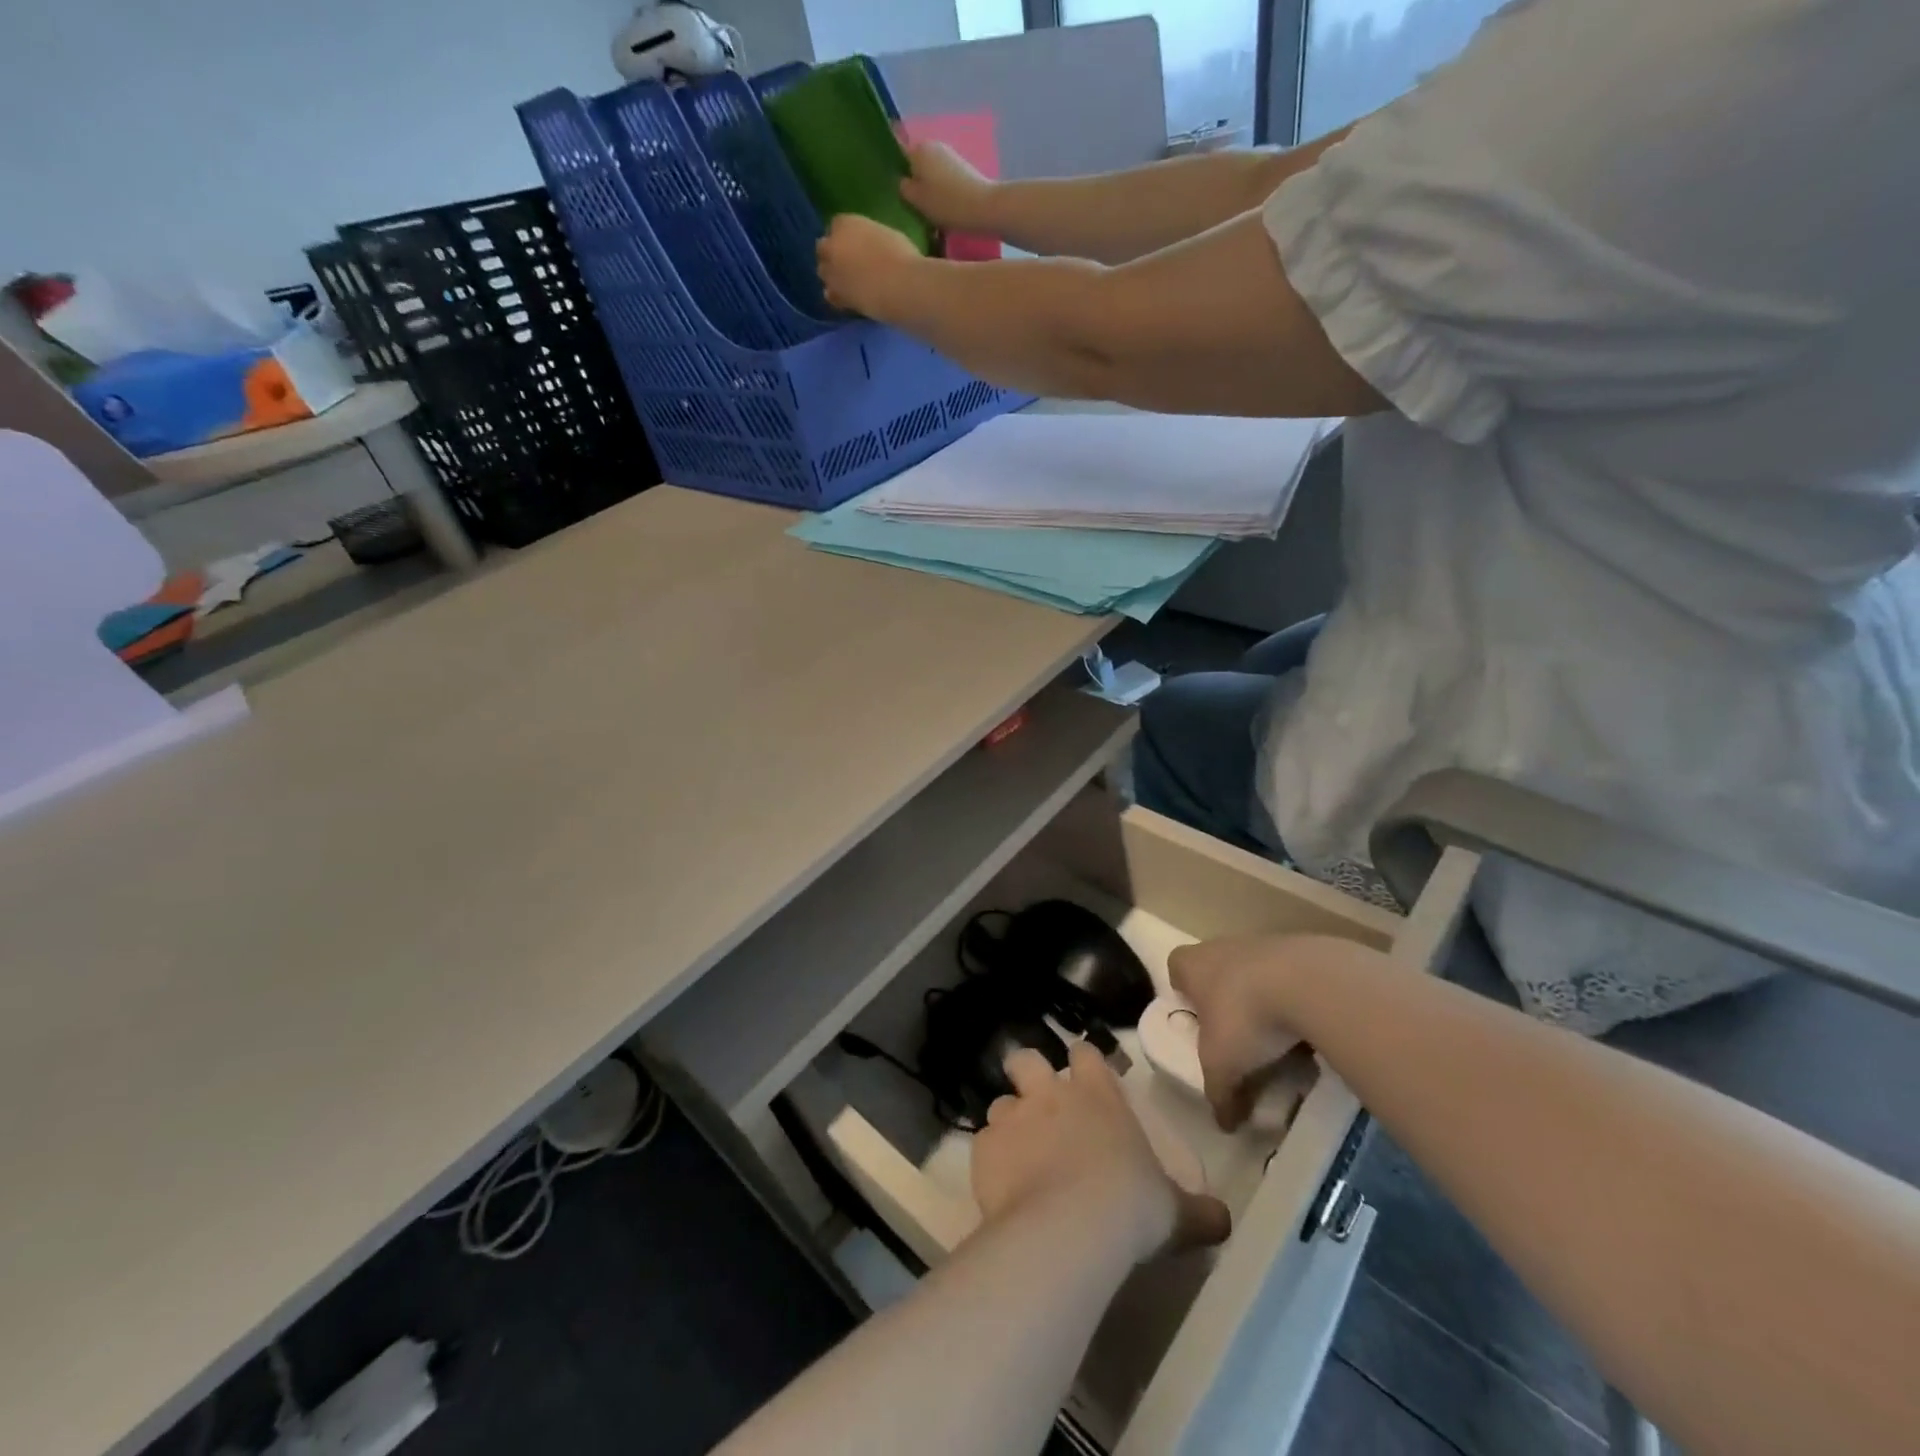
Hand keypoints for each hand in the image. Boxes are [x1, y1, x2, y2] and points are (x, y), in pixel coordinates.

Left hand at [816, 214, 921, 316]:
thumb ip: (869, 238)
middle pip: (823, 247)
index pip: (837, 225)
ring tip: (846, 281)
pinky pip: (831, 295)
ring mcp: (832, 272)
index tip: (855, 242)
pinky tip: (847, 298)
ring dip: (831, 274)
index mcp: (845, 223)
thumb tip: (868, 246)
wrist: (899, 288)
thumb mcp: (886, 234)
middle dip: (832, 252)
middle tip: (847, 262)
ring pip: (823, 272)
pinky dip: (837, 295)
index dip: (845, 235)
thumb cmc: (901, 255)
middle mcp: (832, 245)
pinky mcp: (836, 296)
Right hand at [900, 141, 997, 233]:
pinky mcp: (962, 166)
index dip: (895, 170)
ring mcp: (949, 154)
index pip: (898, 153)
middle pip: (916, 162)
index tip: (896, 189)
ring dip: (928, 185)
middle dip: (914, 178)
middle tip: (912, 204)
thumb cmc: (946, 204)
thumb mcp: (917, 200)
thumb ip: (904, 188)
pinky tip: (942, 204)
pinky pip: (943, 176)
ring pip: (930, 170)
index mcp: (918, 149)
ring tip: (928, 207)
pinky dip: (940, 187)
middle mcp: (933, 144)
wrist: (983, 206)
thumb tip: (902, 181)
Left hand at [972, 1042, 1231, 1261]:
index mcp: (1097, 1094)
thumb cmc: (1130, 1207)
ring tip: (1017, 1154)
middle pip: (1026, 1059)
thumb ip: (1197, 1210)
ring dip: (1008, 1122)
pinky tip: (1000, 1187)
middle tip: (1038, 1103)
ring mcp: (1013, 1117)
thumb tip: (1225, 1220)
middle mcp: (1050, 1094)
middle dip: (1028, 1074)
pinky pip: (982, 1144)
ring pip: (1000, 1103)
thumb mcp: (1175, 1211)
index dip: (1084, 1061)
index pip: (1086, 1053)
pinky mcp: (983, 1148)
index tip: (1086, 1076)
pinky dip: (990, 1160)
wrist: (1069, 1230)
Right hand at [1171, 936, 1330, 1130]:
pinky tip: (1308, 1029)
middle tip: (1237, 1036)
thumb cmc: (1244, 1017)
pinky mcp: (1301, 950)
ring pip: (1255, 973)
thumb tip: (1224, 1124)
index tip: (1196, 1017)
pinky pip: (1291, 978)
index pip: (1176, 967)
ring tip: (1280, 1039)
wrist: (1308, 982)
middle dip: (1226, 999)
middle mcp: (1222, 946)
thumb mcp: (1222, 1066)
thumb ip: (1218, 1094)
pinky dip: (1295, 999)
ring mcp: (1262, 944)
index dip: (1183, 990)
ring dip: (1263, 1000)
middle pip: (1217, 970)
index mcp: (1192, 964)